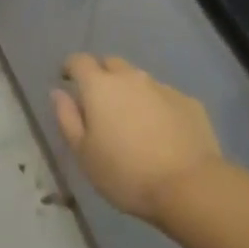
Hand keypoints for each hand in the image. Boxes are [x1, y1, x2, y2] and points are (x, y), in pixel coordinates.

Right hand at [54, 55, 222, 224]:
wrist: (190, 186)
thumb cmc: (126, 173)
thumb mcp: (84, 153)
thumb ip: (67, 118)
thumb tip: (58, 92)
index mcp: (100, 86)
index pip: (79, 61)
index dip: (71, 68)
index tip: (68, 81)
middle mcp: (131, 77)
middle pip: (111, 64)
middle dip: (101, 75)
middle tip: (99, 103)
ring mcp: (163, 87)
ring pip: (139, 80)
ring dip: (130, 92)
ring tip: (131, 120)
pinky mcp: (189, 102)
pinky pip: (164, 97)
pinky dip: (156, 107)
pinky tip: (161, 133)